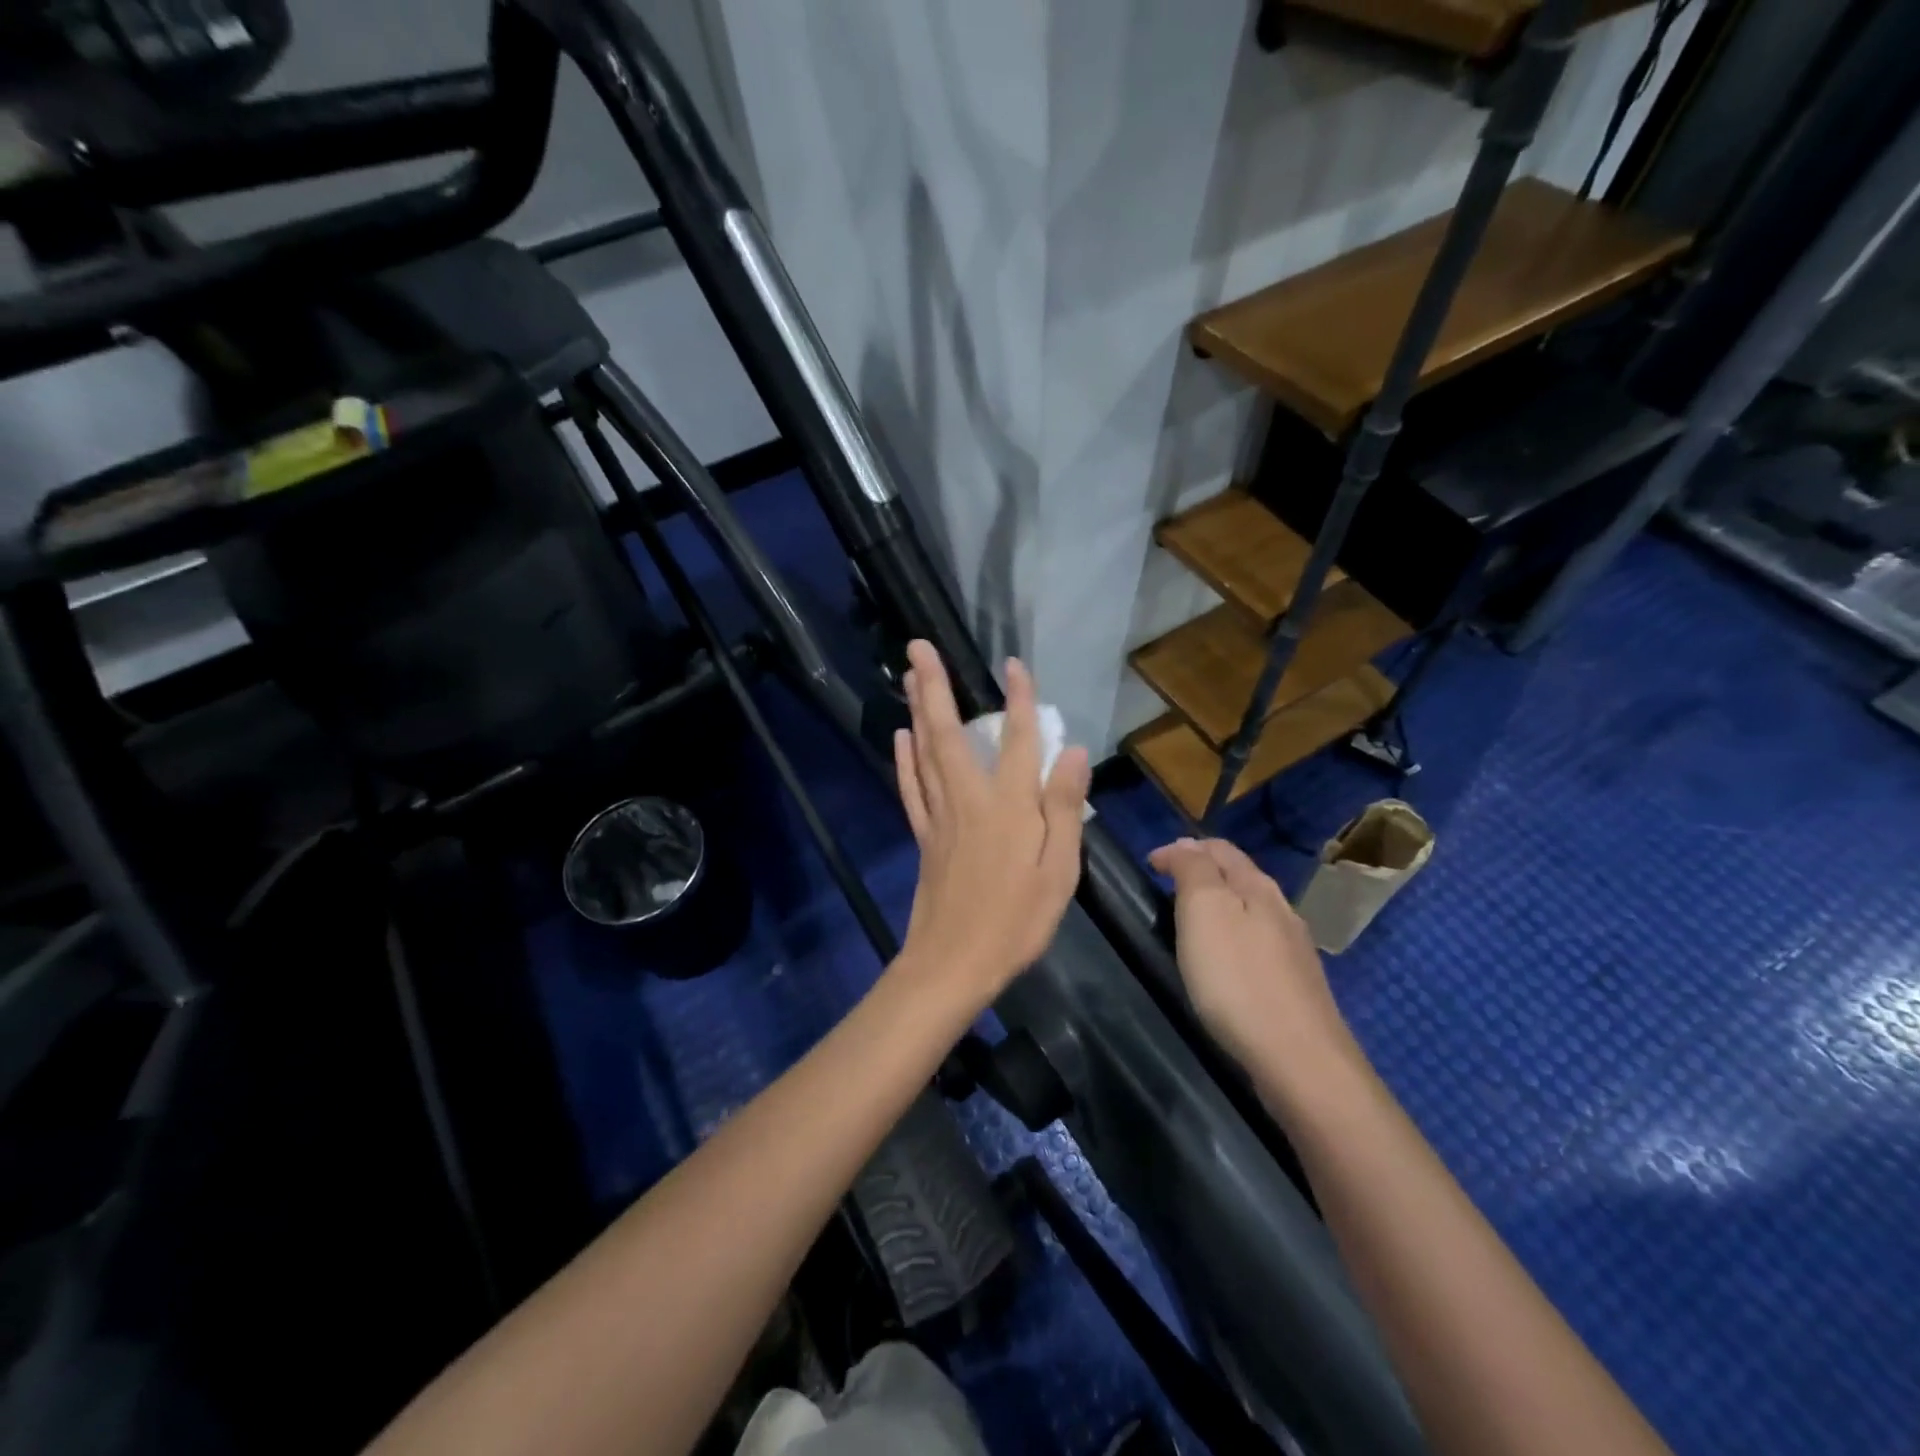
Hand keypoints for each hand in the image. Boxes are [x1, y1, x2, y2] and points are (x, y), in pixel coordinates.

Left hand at [893, 639, 1089, 1004]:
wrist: (954, 963)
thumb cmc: (1016, 920)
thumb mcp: (1059, 871)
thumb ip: (1063, 808)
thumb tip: (1072, 751)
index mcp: (1009, 805)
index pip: (1017, 739)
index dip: (1019, 699)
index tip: (1015, 664)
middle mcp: (969, 798)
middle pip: (948, 732)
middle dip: (934, 685)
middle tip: (918, 646)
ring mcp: (940, 816)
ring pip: (924, 751)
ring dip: (917, 709)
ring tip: (910, 675)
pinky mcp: (923, 835)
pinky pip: (912, 786)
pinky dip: (905, 758)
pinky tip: (901, 737)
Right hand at [1148, 837, 1360, 1088]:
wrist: (1299, 1060)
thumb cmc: (1238, 979)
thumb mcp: (1204, 911)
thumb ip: (1193, 870)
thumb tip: (1186, 845)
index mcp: (1257, 887)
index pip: (1219, 849)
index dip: (1182, 848)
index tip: (1150, 865)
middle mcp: (1281, 910)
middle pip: (1239, 876)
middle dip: (1203, 871)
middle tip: (1166, 885)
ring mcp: (1293, 950)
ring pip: (1251, 910)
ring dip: (1220, 904)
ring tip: (1189, 920)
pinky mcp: (1296, 986)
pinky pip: (1258, 944)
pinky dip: (1234, 936)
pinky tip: (1224, 961)